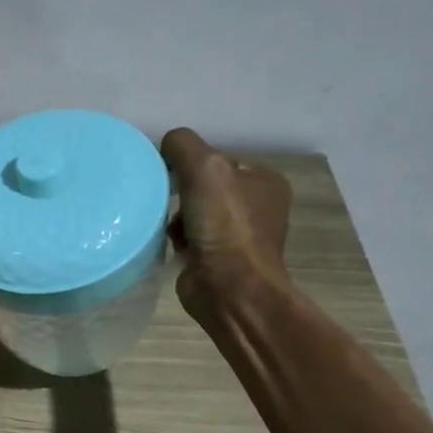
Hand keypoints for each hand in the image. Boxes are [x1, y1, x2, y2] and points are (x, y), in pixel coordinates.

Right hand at [160, 128, 293, 324]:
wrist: (229, 288)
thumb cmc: (224, 225)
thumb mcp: (205, 168)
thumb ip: (183, 145)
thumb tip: (166, 144)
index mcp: (266, 181)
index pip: (219, 159)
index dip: (192, 164)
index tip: (173, 177)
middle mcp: (257, 207)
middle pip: (205, 186)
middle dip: (182, 193)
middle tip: (166, 201)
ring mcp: (239, 236)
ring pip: (194, 212)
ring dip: (176, 217)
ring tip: (169, 227)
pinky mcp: (219, 260)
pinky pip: (190, 238)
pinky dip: (177, 239)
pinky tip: (172, 244)